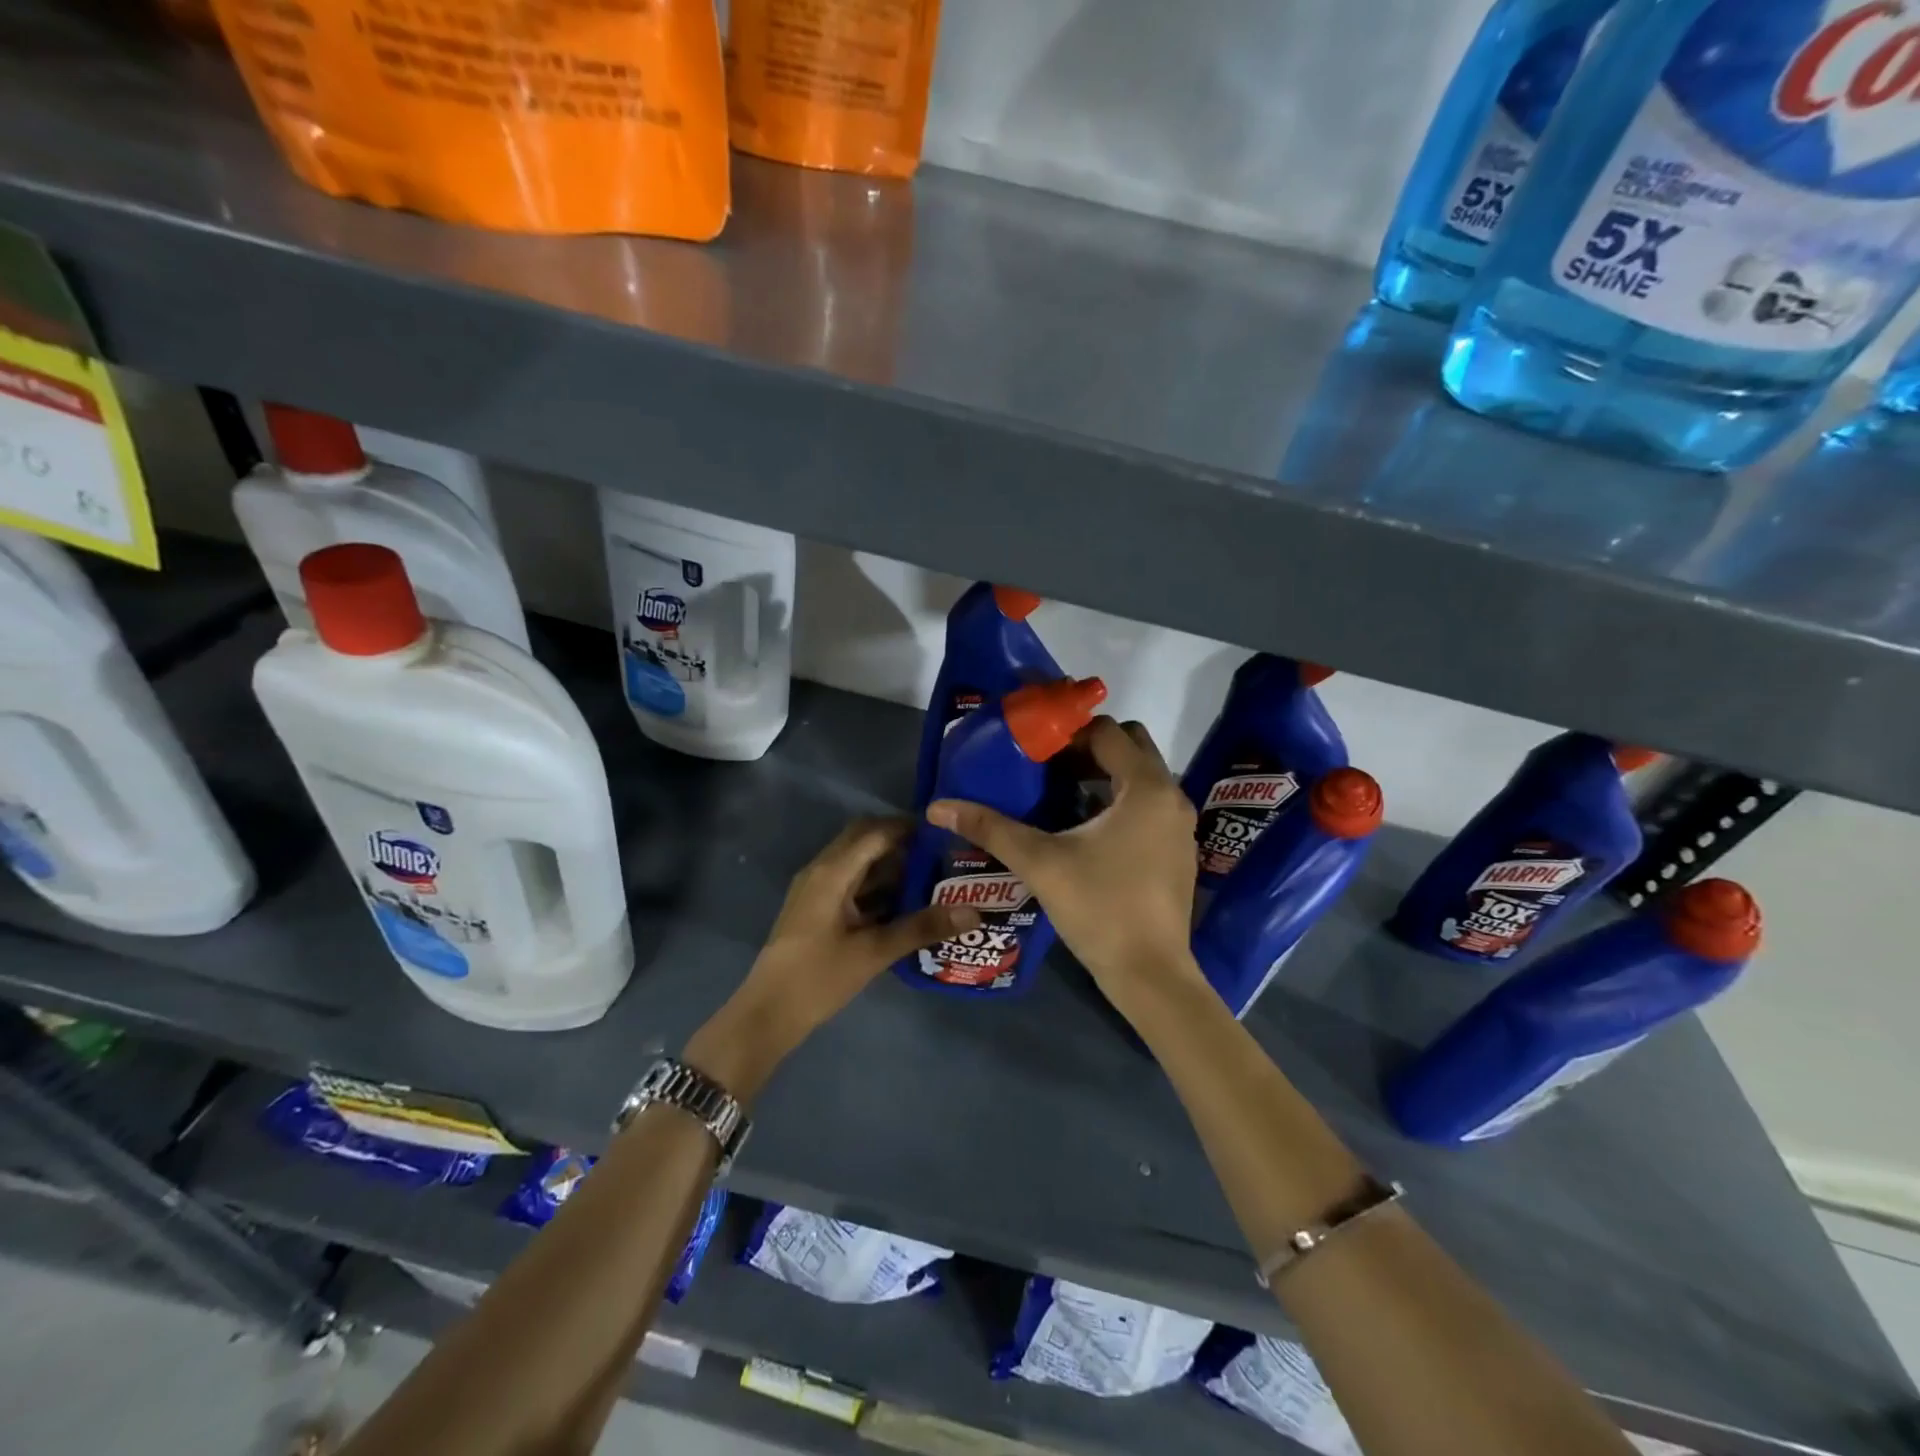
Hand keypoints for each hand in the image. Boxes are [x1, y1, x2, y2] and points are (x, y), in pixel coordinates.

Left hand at [686, 818, 977, 1099]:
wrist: (768, 1013)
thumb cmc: (819, 977)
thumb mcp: (875, 952)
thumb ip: (922, 927)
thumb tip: (973, 912)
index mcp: (832, 871)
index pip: (875, 832)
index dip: (909, 827)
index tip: (944, 833)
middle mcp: (821, 870)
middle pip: (864, 839)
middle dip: (900, 842)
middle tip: (938, 854)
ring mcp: (815, 889)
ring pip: (856, 861)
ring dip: (888, 864)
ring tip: (929, 876)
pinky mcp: (816, 908)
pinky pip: (850, 881)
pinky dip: (875, 884)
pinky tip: (902, 904)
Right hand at [927, 718, 1203, 1006]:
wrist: (1150, 974)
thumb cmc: (1098, 908)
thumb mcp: (1040, 863)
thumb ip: (990, 828)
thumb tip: (938, 806)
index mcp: (1146, 787)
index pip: (1108, 732)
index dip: (1068, 732)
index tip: (1033, 750)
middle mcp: (1171, 796)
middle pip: (1131, 747)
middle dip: (1090, 748)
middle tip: (1048, 767)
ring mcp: (1179, 825)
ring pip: (1142, 777)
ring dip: (1104, 775)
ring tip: (1059, 794)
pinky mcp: (1178, 850)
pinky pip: (1149, 805)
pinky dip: (1121, 801)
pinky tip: (1085, 830)